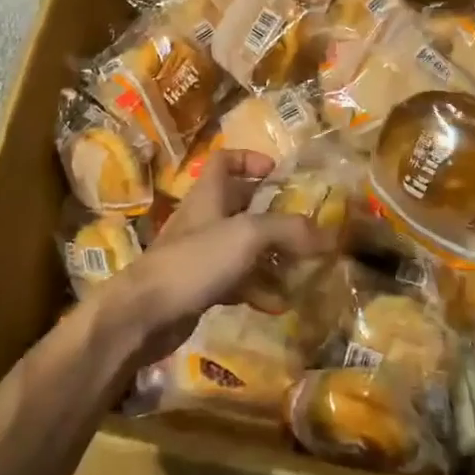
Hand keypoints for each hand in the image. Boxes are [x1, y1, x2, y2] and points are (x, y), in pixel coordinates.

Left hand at [98, 149, 327, 364]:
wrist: (144, 315)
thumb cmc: (195, 260)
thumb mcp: (247, 235)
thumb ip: (288, 230)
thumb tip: (330, 236)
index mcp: (209, 194)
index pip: (226, 160)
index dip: (251, 160)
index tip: (278, 173)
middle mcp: (204, 218)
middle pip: (240, 205)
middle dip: (273, 214)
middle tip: (304, 226)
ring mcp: (200, 254)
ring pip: (242, 246)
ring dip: (271, 255)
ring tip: (302, 268)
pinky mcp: (200, 287)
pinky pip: (237, 280)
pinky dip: (258, 288)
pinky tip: (279, 303)